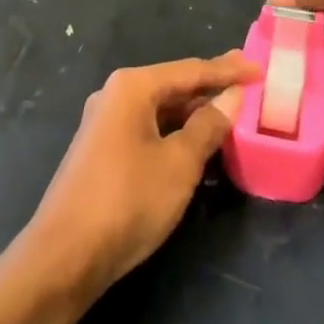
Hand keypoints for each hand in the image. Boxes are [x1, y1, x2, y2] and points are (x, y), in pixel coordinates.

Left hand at [27, 52, 257, 296]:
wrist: (65, 256)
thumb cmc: (128, 200)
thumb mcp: (179, 163)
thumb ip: (208, 126)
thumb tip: (231, 98)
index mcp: (132, 87)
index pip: (190, 70)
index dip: (228, 70)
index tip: (259, 68)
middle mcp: (115, 96)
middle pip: (173, 86)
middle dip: (210, 88)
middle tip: (248, 85)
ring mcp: (105, 124)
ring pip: (160, 111)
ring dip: (194, 114)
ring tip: (230, 115)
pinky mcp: (102, 152)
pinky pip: (148, 131)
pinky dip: (175, 134)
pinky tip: (197, 146)